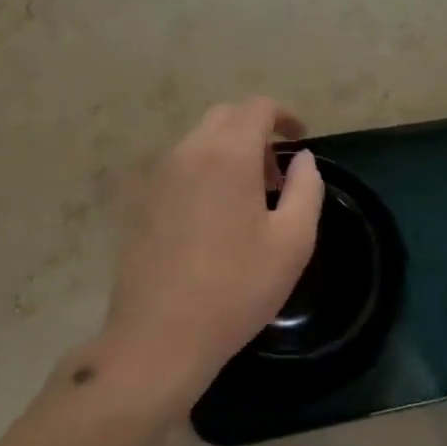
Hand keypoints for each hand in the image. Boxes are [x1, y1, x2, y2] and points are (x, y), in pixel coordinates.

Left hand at [99, 99, 324, 409]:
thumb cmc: (236, 289)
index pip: (257, 108)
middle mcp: (188, 152)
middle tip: (276, 175)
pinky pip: (179, 166)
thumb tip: (303, 159)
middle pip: (226, 117)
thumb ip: (306, 188)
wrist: (159, 337)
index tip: (301, 140)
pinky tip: (213, 216)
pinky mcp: (140, 201)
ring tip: (248, 198)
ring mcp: (158, 176)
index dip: (284, 116)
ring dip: (229, 152)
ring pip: (200, 140)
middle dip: (256, 132)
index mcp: (228, 154)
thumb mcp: (293, 241)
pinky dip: (204, 170)